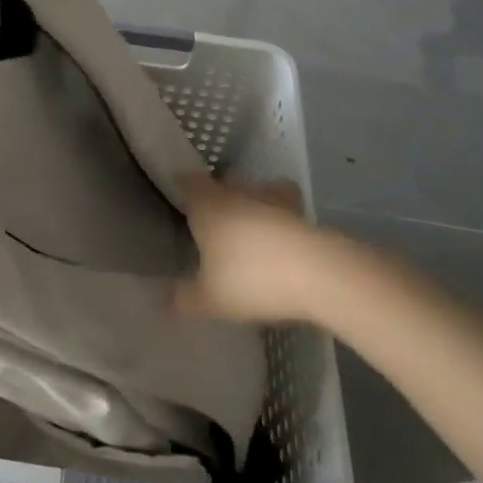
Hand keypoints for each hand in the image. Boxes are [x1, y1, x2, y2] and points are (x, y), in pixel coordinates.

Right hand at [171, 174, 358, 325]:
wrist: (321, 274)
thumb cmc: (252, 279)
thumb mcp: (210, 299)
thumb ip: (183, 299)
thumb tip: (162, 298)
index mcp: (209, 206)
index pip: (189, 182)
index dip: (183, 184)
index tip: (178, 191)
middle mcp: (239, 195)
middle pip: (224, 184)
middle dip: (218, 194)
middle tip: (210, 214)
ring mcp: (274, 202)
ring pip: (257, 191)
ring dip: (251, 202)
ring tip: (248, 225)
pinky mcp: (303, 217)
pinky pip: (283, 210)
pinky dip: (278, 220)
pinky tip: (278, 240)